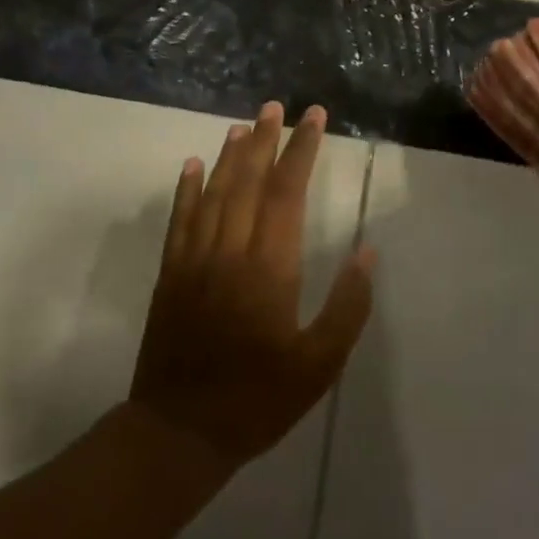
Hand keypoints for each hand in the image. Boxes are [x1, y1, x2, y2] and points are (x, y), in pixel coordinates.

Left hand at [129, 101, 375, 469]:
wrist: (180, 431)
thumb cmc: (258, 399)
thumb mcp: (319, 365)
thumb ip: (347, 307)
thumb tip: (367, 253)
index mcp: (269, 267)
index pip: (288, 191)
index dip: (301, 150)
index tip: (314, 118)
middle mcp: (230, 250)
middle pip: (249, 181)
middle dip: (266, 140)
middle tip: (277, 107)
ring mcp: (195, 259)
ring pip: (215, 193)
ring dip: (231, 155)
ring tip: (244, 125)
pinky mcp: (171, 274)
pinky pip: (180, 220)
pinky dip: (188, 189)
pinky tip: (194, 165)